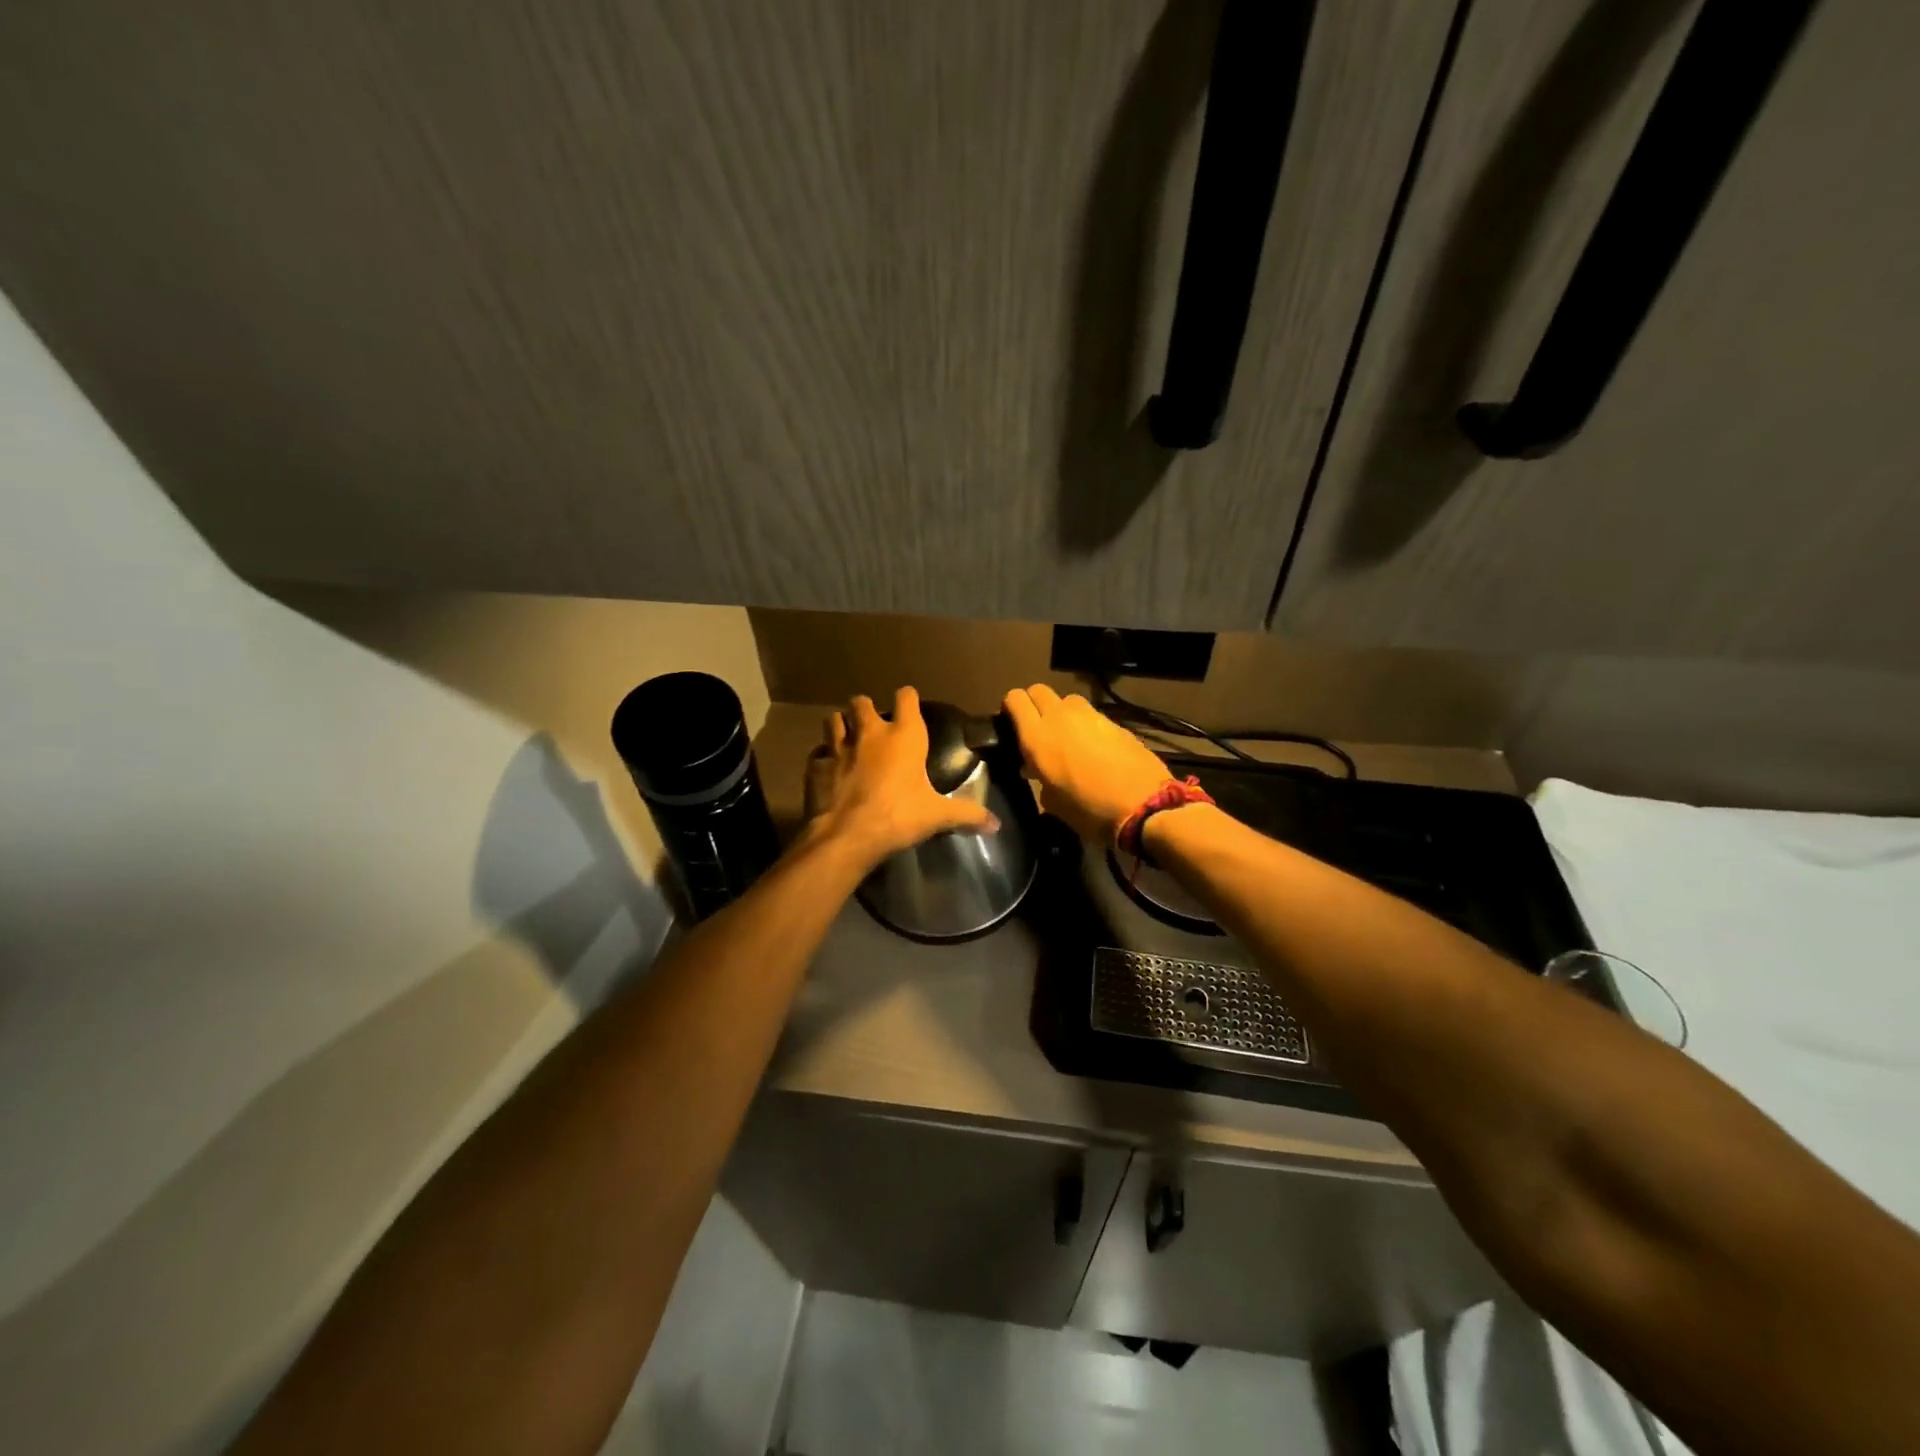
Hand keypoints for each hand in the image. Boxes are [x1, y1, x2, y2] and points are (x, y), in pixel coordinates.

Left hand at [807, 686, 995, 868]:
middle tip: (872, 725)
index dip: (907, 699)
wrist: (847, 836)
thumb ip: (966, 815)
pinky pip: (818, 754)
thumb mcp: (937, 816)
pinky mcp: (816, 767)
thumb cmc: (899, 817)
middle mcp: (870, 734)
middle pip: (860, 702)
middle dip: (864, 708)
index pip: (906, 698)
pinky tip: (829, 771)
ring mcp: (838, 748)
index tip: (909, 705)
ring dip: (840, 725)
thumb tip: (995, 824)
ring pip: (833, 720)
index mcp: (904, 737)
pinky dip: (823, 759)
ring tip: (847, 739)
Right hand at [1003, 683, 1171, 842]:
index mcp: (1037, 737)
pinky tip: (1093, 748)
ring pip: (1066, 700)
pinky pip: (1091, 715)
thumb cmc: (1089, 810)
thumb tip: (1035, 768)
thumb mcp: (1052, 802)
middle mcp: (1060, 717)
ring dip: (1061, 712)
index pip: (1015, 699)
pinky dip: (1085, 725)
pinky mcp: (1114, 721)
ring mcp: (1090, 716)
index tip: (1011, 724)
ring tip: (1066, 737)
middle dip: (1034, 704)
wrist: (1144, 807)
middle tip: (1036, 728)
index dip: (1010, 708)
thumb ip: (1038, 777)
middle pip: (1039, 691)